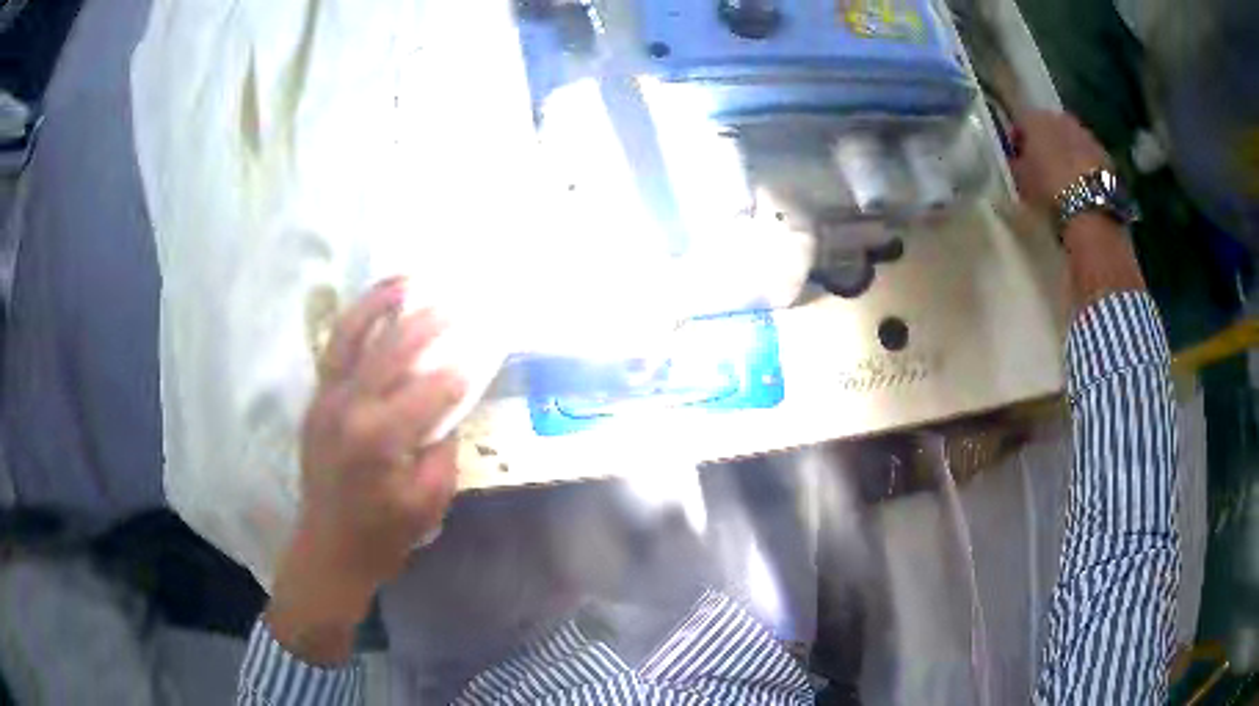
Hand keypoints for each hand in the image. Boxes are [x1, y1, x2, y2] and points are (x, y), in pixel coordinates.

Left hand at [267, 279, 464, 664]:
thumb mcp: (428, 502)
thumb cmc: (384, 534)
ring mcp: (326, 400)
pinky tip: (374, 311)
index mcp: (379, 438)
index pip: (427, 391)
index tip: (477, 359)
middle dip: (427, 326)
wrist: (328, 548)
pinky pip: (335, 351)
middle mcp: (348, 408)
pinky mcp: (316, 402)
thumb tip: (449, 409)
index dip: (456, 374)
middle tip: (454, 307)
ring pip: (350, 337)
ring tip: (405, 282)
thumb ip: (442, 449)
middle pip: (391, 351)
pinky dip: (355, 324)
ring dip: (378, 304)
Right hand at [1010, 110, 1111, 216]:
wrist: (1089, 210)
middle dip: (1046, 144)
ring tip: (1065, 180)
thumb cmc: (1048, 191)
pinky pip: (1088, 156)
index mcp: (1034, 118)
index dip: (1019, 140)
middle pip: (1049, 127)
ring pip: (1071, 140)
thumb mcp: (1021, 180)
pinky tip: (1082, 187)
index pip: (1021, 123)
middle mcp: (1060, 118)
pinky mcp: (1104, 154)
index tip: (1017, 159)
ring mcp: (1085, 134)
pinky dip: (1084, 166)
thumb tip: (1016, 160)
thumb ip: (1016, 164)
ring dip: (1067, 154)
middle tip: (1042, 168)